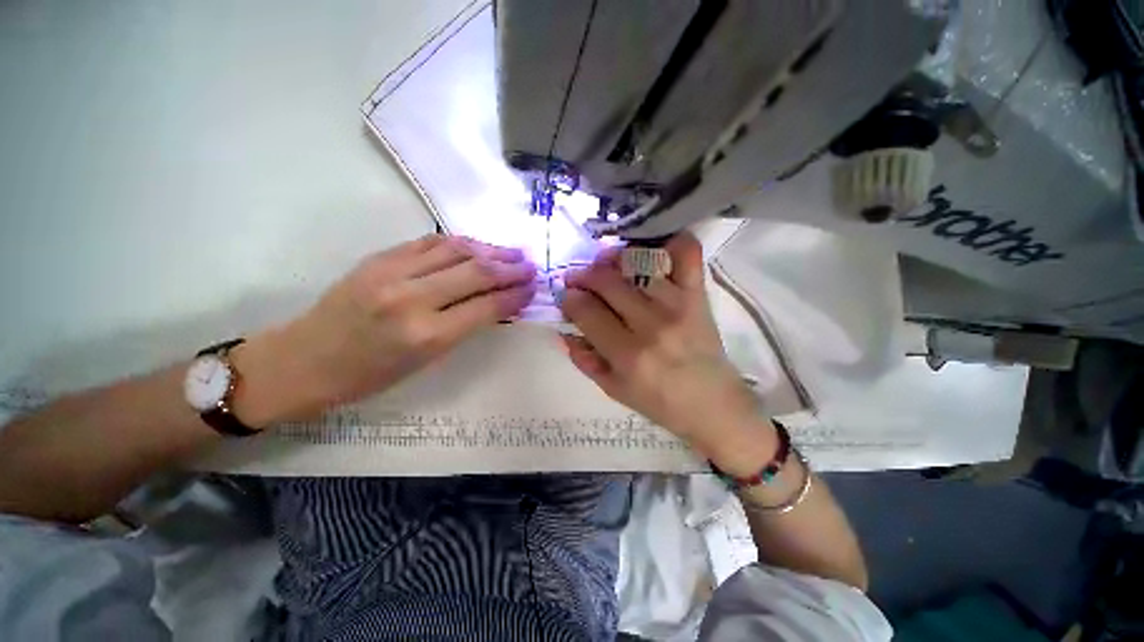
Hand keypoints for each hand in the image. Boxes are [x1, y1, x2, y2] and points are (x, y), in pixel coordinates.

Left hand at [233, 234, 535, 425]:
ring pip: (456, 250)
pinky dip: (460, 243)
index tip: (533, 289)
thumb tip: (498, 305)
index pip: (487, 307)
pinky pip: (430, 242)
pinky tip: (477, 246)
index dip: (516, 295)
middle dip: (511, 269)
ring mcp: (393, 272)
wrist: (304, 360)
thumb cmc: (369, 376)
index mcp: (427, 336)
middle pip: (476, 272)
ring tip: (512, 253)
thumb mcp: (426, 361)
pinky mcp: (379, 258)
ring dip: (491, 250)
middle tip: (531, 267)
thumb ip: (465, 327)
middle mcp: (413, 299)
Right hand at [559, 233, 775, 469]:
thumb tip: (563, 330)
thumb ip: (584, 359)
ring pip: (636, 264)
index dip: (569, 299)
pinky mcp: (698, 296)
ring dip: (613, 259)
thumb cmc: (660, 402)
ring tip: (606, 264)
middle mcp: (651, 325)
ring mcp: (677, 305)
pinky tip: (654, 247)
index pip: (587, 312)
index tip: (566, 295)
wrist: (713, 405)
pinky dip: (672, 242)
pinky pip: (687, 255)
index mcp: (628, 355)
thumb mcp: (613, 390)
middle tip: (578, 277)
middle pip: (607, 283)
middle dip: (584, 275)